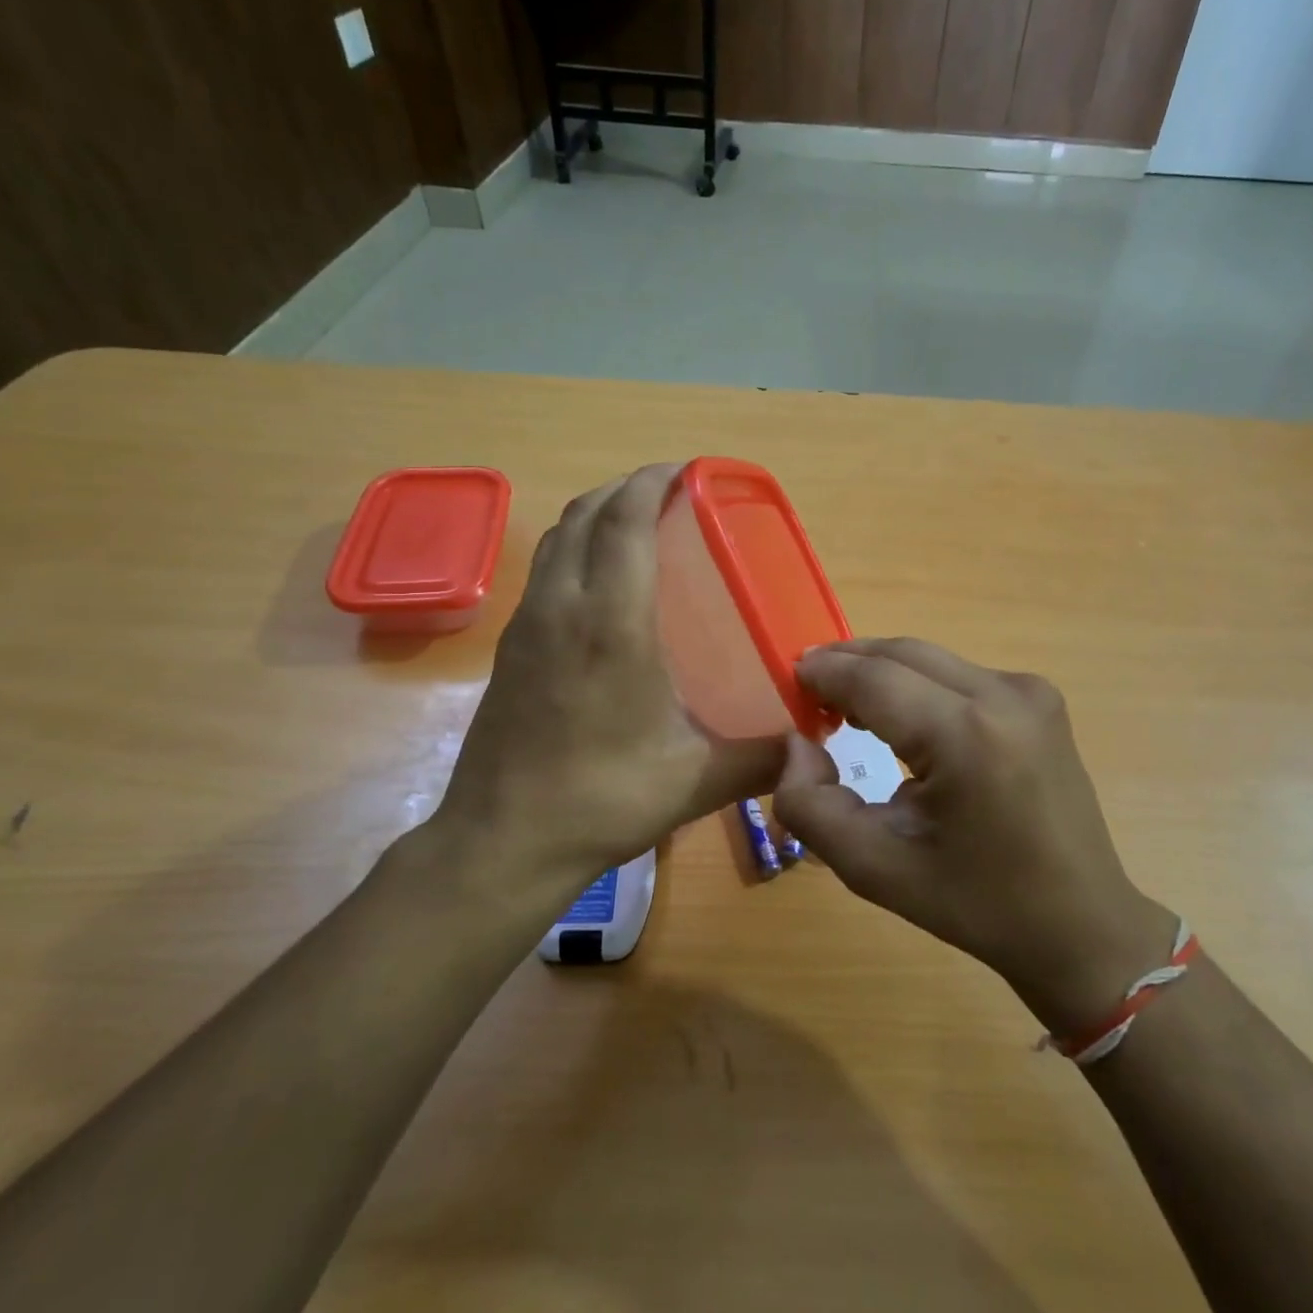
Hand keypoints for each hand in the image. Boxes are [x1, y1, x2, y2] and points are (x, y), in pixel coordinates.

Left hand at [432, 465, 783, 901]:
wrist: (502, 842)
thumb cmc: (601, 800)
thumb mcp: (696, 781)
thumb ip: (761, 758)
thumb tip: (810, 748)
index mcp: (610, 623)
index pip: (625, 521)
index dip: (653, 483)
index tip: (687, 471)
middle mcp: (562, 608)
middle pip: (586, 514)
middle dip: (626, 488)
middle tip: (670, 493)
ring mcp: (526, 625)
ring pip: (558, 540)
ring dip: (596, 515)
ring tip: (636, 524)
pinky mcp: (509, 649)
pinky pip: (544, 571)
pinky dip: (575, 550)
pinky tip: (601, 585)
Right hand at [773, 638, 1175, 1036]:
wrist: (1080, 924)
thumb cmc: (975, 904)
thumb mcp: (874, 869)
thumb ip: (811, 807)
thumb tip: (798, 744)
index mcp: (967, 736)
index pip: (874, 679)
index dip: (825, 672)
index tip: (788, 679)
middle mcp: (1004, 695)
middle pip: (903, 654)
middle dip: (849, 663)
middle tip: (807, 689)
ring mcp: (1030, 692)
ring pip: (930, 659)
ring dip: (882, 672)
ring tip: (843, 704)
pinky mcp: (1040, 699)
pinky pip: (958, 674)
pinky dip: (917, 684)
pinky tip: (899, 715)